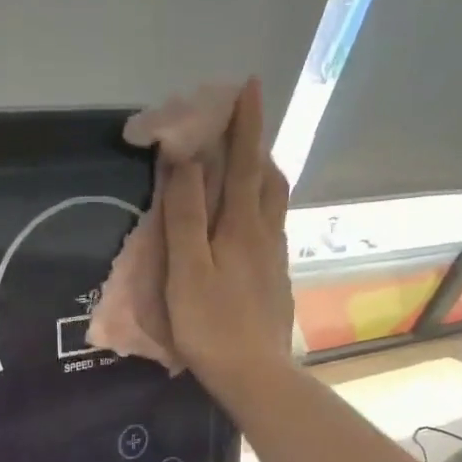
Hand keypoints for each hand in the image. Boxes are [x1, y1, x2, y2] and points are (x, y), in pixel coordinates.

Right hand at [165, 76, 295, 402]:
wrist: (255, 376)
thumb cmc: (212, 326)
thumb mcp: (187, 271)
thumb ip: (185, 217)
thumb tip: (185, 161)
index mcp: (242, 227)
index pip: (244, 164)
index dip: (245, 125)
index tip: (249, 86)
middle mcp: (266, 235)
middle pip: (268, 180)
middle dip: (257, 148)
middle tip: (242, 131)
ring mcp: (275, 261)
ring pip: (274, 206)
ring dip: (262, 178)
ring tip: (246, 170)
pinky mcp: (276, 283)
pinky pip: (272, 232)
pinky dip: (261, 211)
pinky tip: (250, 227)